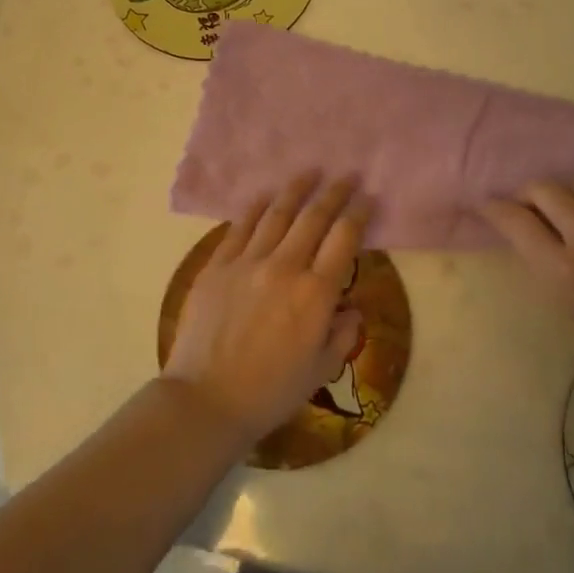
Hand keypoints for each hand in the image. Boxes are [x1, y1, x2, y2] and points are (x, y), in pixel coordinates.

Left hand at [164, 174, 369, 446]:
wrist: (206, 400)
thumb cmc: (270, 392)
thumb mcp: (320, 369)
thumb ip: (342, 334)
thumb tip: (350, 308)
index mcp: (316, 293)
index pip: (344, 239)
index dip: (359, 213)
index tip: (367, 197)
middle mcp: (285, 267)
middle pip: (314, 217)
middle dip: (334, 192)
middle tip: (346, 176)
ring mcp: (247, 262)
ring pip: (277, 214)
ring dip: (296, 190)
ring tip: (309, 173)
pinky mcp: (217, 266)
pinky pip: (240, 227)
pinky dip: (255, 208)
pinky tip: (265, 197)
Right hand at [482, 179, 573, 394]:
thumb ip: (555, 276)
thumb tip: (542, 251)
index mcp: (563, 271)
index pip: (516, 221)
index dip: (493, 209)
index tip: (483, 206)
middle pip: (544, 189)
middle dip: (525, 193)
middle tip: (521, 206)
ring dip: (558, 190)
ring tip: (556, 206)